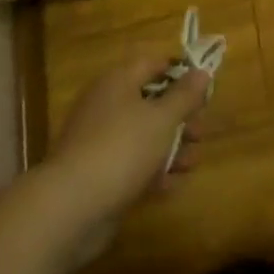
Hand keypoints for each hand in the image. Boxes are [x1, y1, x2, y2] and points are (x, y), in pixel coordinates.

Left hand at [47, 54, 211, 232]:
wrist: (69, 209)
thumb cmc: (121, 148)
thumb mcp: (162, 118)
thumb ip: (185, 95)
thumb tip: (202, 71)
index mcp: (118, 81)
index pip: (153, 64)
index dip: (180, 71)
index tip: (204, 87)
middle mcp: (107, 106)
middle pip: (150, 101)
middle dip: (179, 116)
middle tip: (201, 130)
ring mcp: (99, 142)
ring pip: (143, 136)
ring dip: (171, 147)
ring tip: (193, 161)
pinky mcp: (98, 176)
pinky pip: (132, 165)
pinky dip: (153, 171)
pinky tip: (174, 184)